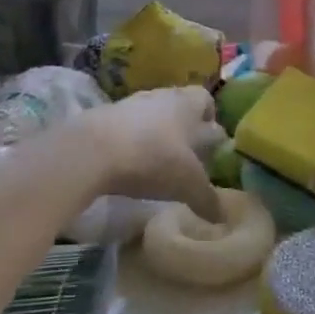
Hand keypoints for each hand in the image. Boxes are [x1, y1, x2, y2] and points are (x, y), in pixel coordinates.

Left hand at [85, 86, 225, 220]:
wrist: (92, 151)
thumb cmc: (153, 158)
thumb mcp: (187, 184)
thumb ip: (207, 199)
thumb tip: (222, 216)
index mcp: (188, 104)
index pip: (206, 100)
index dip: (210, 119)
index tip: (210, 142)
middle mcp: (162, 96)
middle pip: (178, 105)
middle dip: (183, 128)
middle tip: (185, 155)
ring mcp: (130, 104)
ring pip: (151, 115)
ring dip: (155, 133)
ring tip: (156, 161)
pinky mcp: (103, 116)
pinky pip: (126, 126)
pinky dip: (130, 141)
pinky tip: (128, 163)